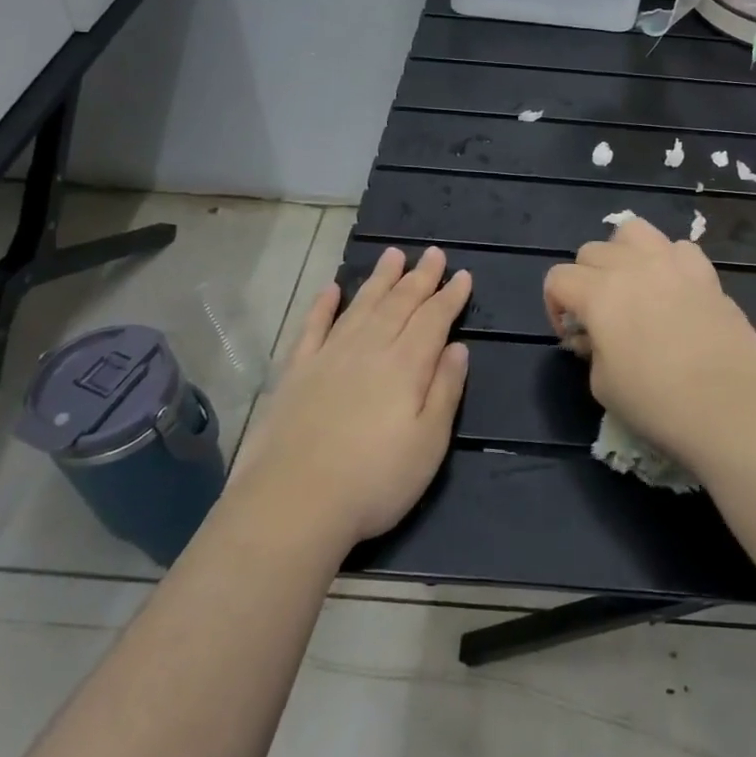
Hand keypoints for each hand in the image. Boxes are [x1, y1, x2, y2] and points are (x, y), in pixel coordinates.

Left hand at [233, 247, 470, 546]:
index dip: (450, 296)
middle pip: (399, 304)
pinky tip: (331, 288)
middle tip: (433, 253)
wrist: (292, 503)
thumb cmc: (374, 480)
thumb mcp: (429, 443)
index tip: (463, 275)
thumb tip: (458, 347)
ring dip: (379, 279)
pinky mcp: (296, 372)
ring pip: (360, 306)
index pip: (434, 319)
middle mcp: (368, 349)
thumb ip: (445, 391)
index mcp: (405, 365)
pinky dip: (323, 305)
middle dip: (420, 277)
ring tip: (393, 255)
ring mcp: (328, 357)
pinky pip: (313, 327)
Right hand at [543, 218, 755, 470]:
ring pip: (633, 231)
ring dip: (623, 254)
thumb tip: (599, 336)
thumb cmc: (659, 403)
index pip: (558, 278)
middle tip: (601, 318)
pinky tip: (674, 291)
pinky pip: (679, 248)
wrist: (734, 407)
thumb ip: (593, 350)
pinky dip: (668, 262)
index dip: (555, 307)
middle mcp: (632, 266)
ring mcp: (672, 263)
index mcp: (599, 293)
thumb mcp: (603, 386)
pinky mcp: (707, 273)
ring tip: (633, 286)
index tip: (572, 338)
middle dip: (586, 280)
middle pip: (591, 251)